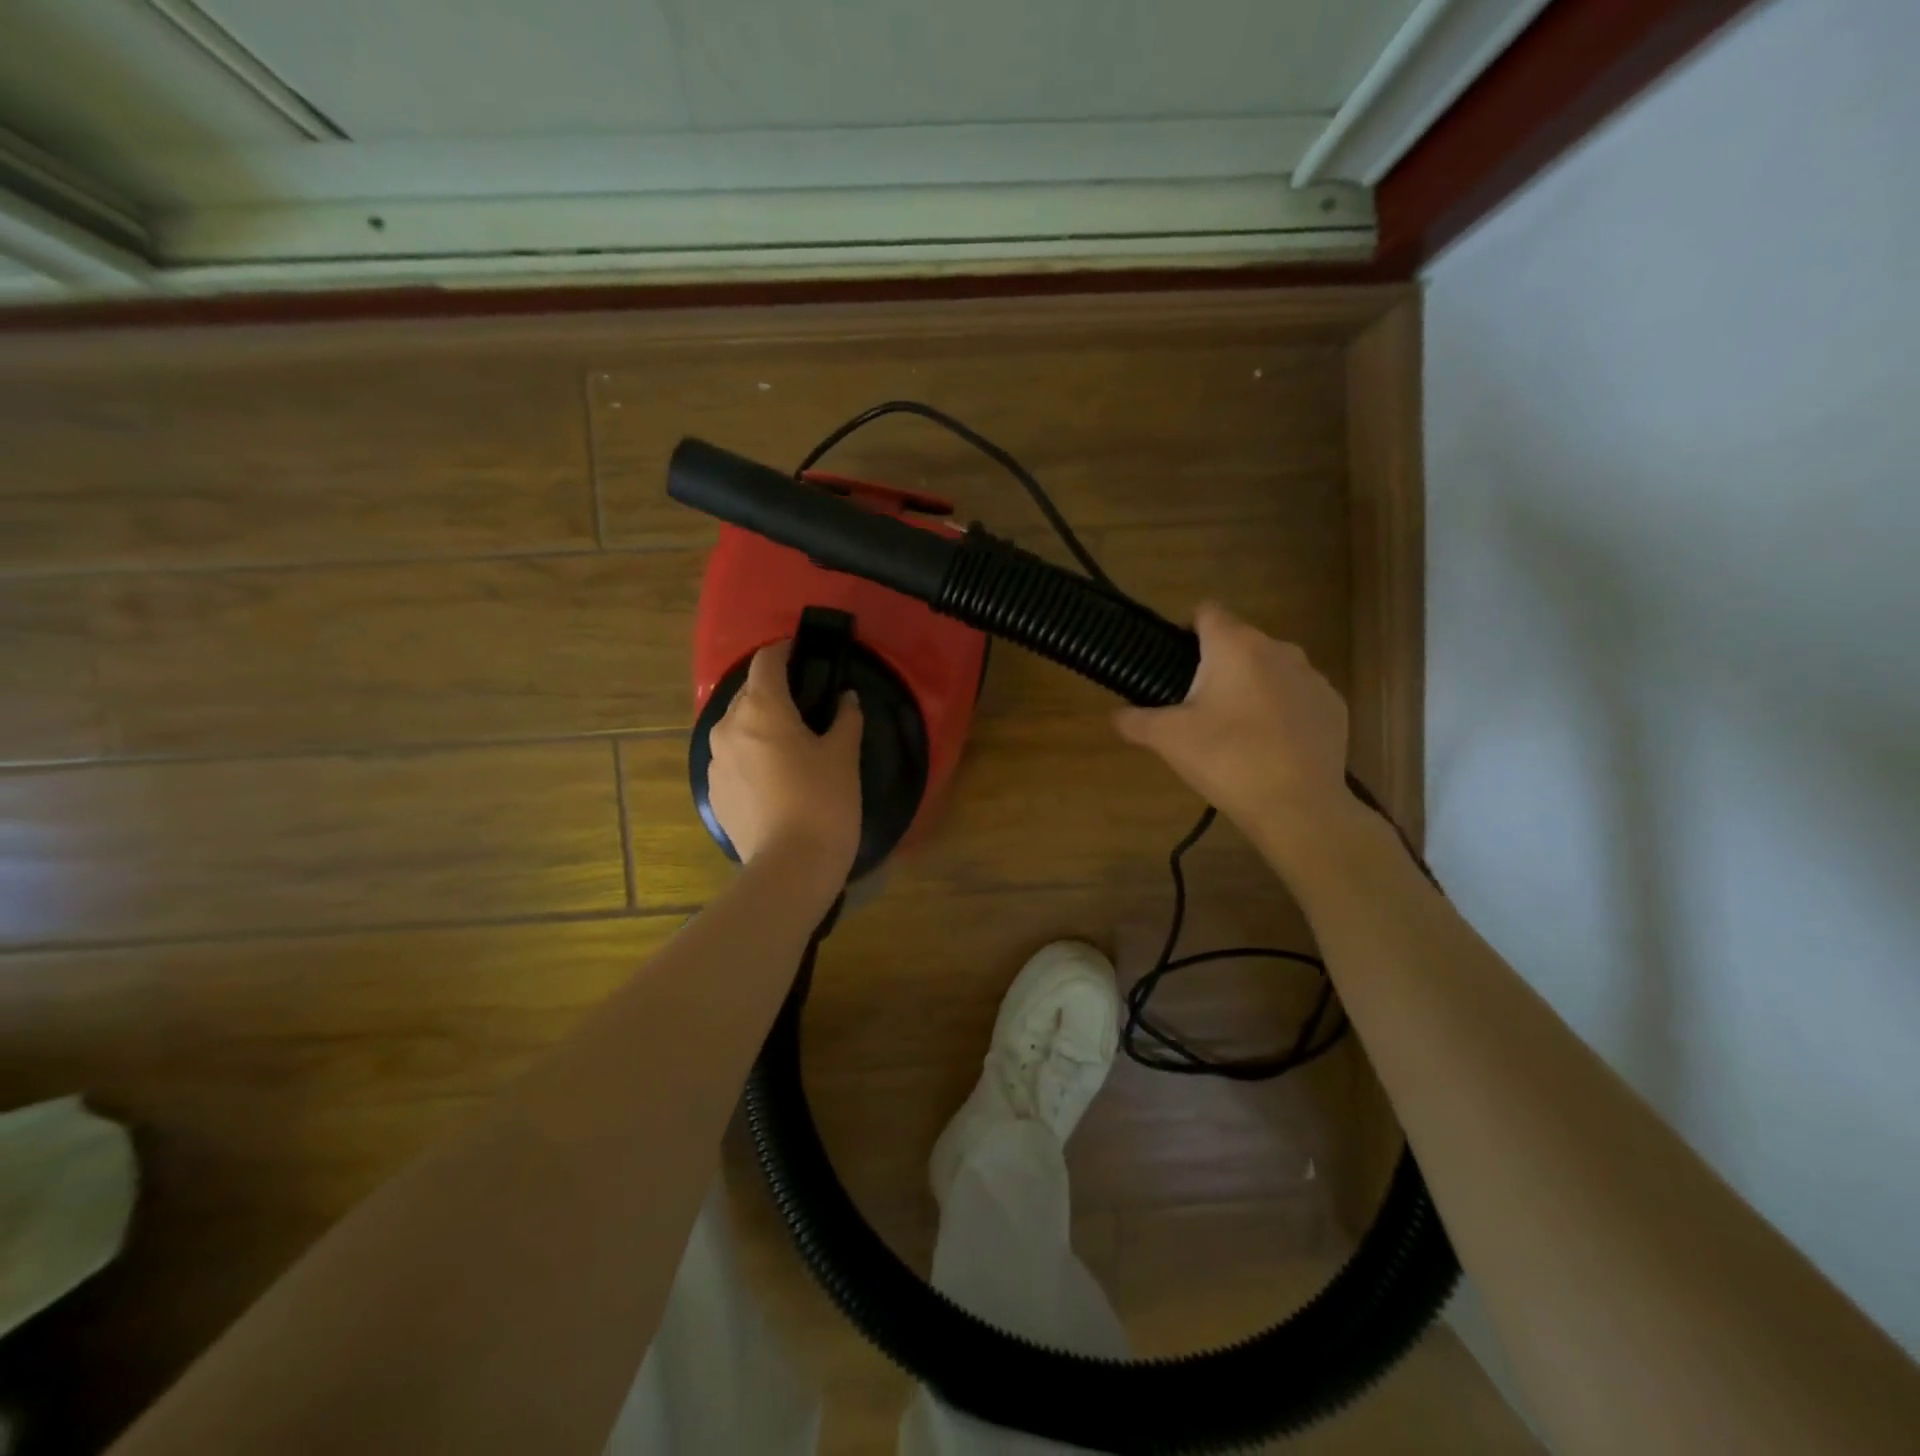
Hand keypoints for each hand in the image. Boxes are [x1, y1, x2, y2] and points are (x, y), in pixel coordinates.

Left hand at [707, 641, 863, 876]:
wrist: (790, 867)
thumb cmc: (823, 801)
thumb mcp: (844, 756)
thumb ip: (845, 719)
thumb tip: (846, 699)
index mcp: (760, 708)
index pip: (766, 661)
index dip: (785, 651)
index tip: (804, 654)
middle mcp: (728, 726)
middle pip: (748, 693)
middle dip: (774, 692)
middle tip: (806, 706)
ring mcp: (714, 761)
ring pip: (737, 727)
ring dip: (760, 725)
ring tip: (790, 745)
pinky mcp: (713, 791)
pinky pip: (732, 758)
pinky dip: (750, 755)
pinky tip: (775, 779)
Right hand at [1113, 602, 1354, 843]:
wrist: (1298, 806)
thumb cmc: (1227, 759)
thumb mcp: (1167, 740)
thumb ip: (1134, 720)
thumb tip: (1116, 715)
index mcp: (1235, 646)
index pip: (1206, 612)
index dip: (1186, 630)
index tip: (1174, 664)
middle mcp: (1278, 649)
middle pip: (1239, 641)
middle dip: (1217, 664)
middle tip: (1196, 707)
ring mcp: (1312, 677)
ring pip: (1270, 667)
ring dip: (1251, 685)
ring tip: (1235, 729)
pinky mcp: (1333, 705)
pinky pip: (1297, 695)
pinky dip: (1281, 709)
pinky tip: (1270, 745)